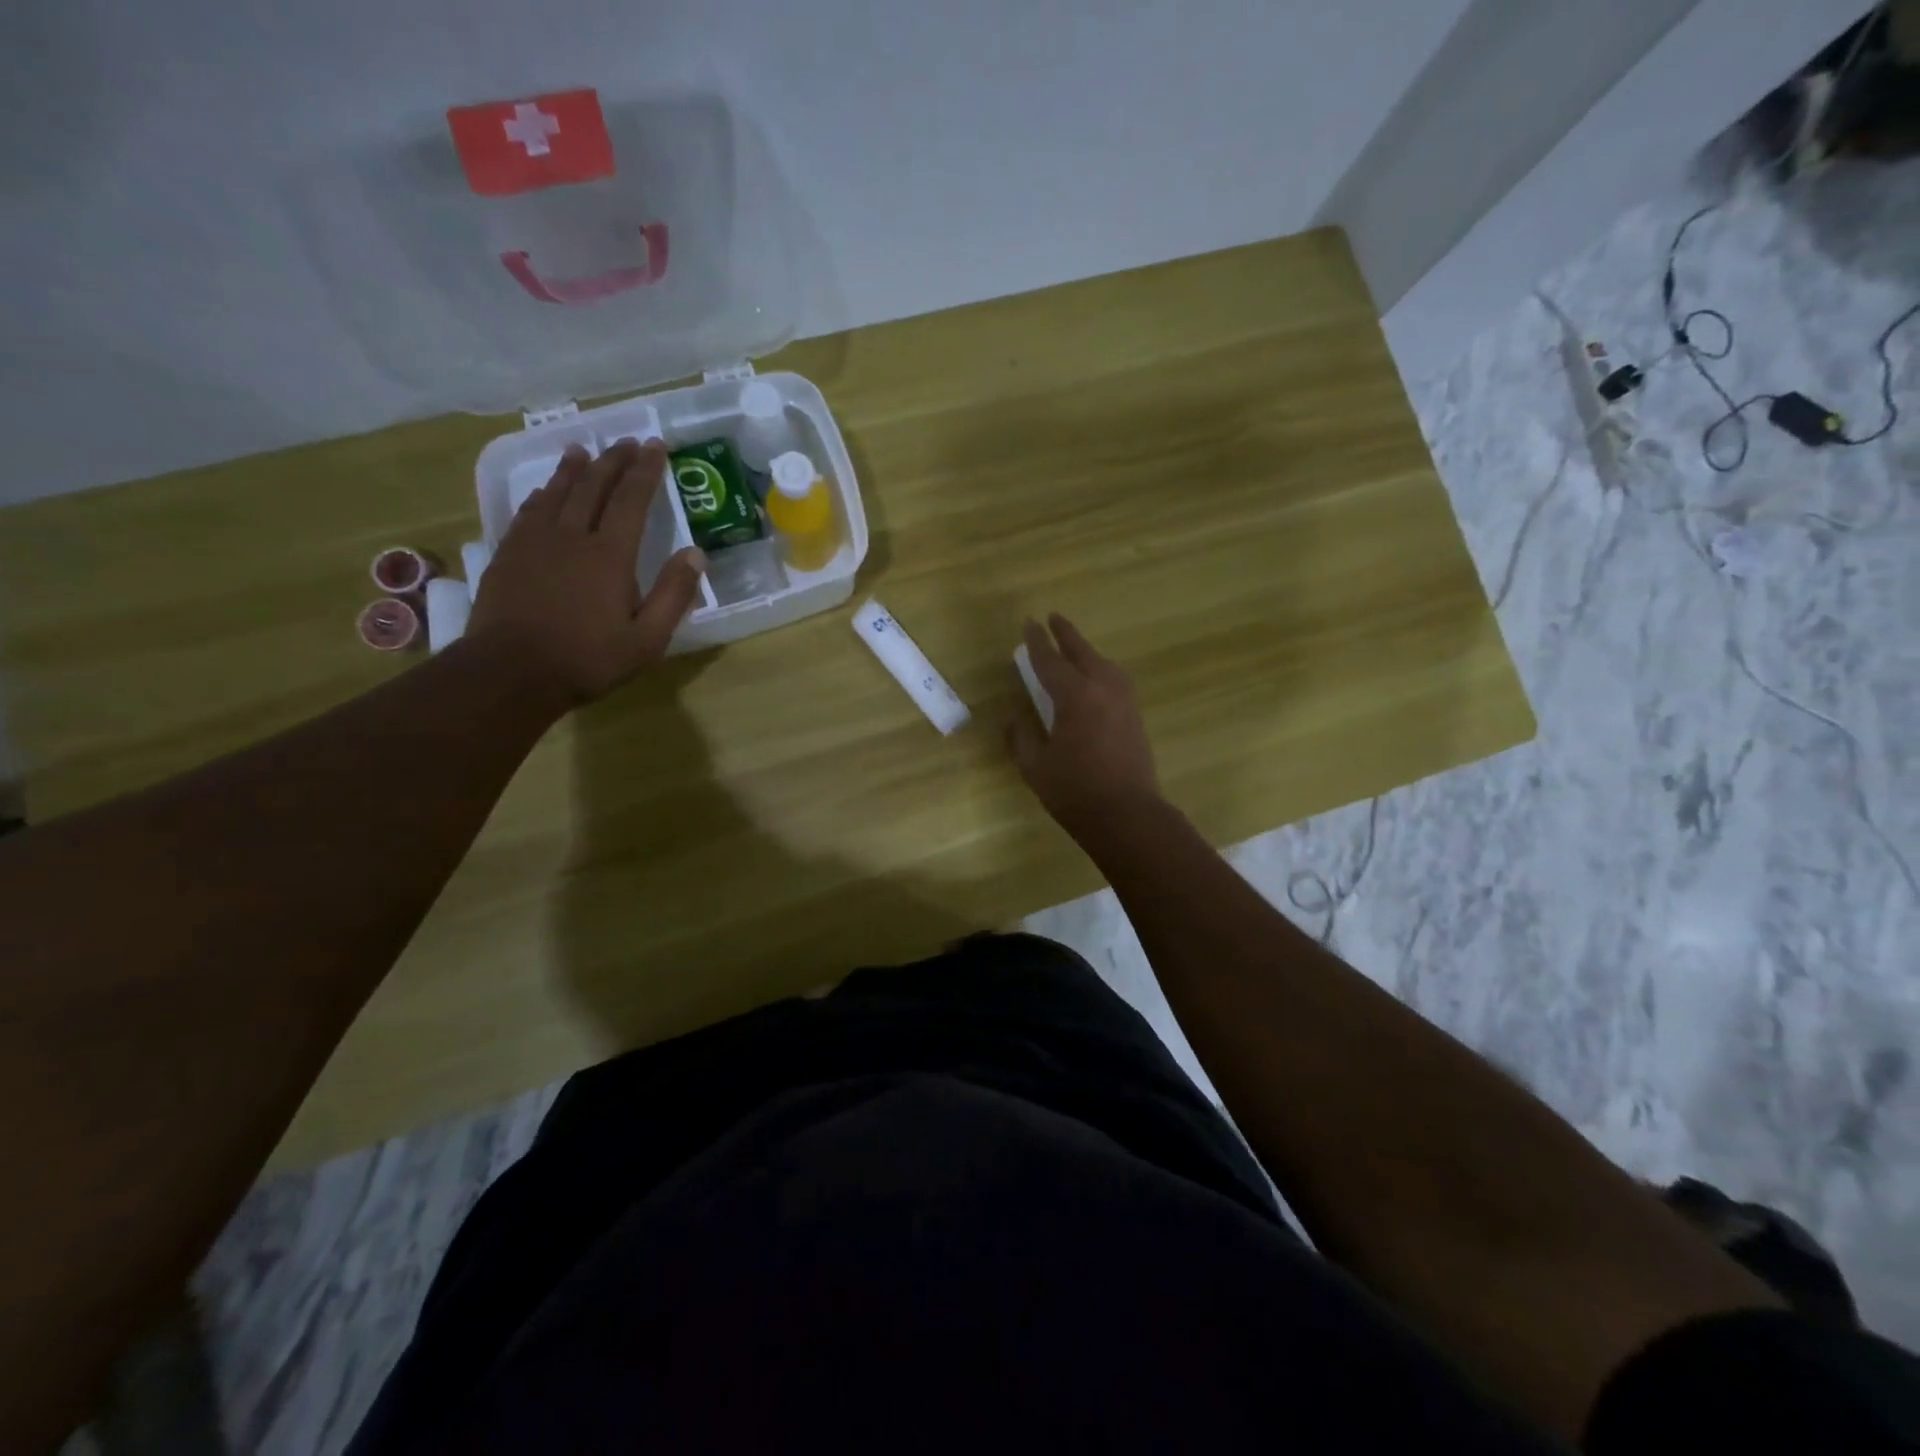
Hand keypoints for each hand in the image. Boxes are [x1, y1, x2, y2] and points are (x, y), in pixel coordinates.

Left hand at [468, 439, 705, 704]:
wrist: (511, 672)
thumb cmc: (588, 659)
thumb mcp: (647, 639)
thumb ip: (673, 595)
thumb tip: (695, 554)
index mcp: (610, 555)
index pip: (632, 500)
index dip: (645, 471)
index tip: (656, 446)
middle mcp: (572, 536)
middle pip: (593, 486)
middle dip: (613, 460)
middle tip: (626, 442)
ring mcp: (535, 542)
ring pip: (557, 492)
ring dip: (574, 468)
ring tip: (584, 449)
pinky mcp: (508, 554)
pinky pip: (528, 511)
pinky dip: (543, 494)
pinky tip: (545, 491)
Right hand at [1008, 614, 1162, 840]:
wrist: (1127, 815)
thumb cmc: (1074, 791)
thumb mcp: (1035, 766)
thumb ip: (1021, 737)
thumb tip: (1016, 718)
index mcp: (1075, 696)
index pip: (1050, 661)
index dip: (1037, 642)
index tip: (1029, 625)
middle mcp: (1103, 688)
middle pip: (1082, 652)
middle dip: (1065, 634)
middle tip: (1053, 618)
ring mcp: (1124, 700)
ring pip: (1103, 663)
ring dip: (1086, 651)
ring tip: (1073, 647)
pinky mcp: (1135, 715)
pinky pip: (1114, 679)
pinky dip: (1100, 669)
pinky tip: (1094, 678)